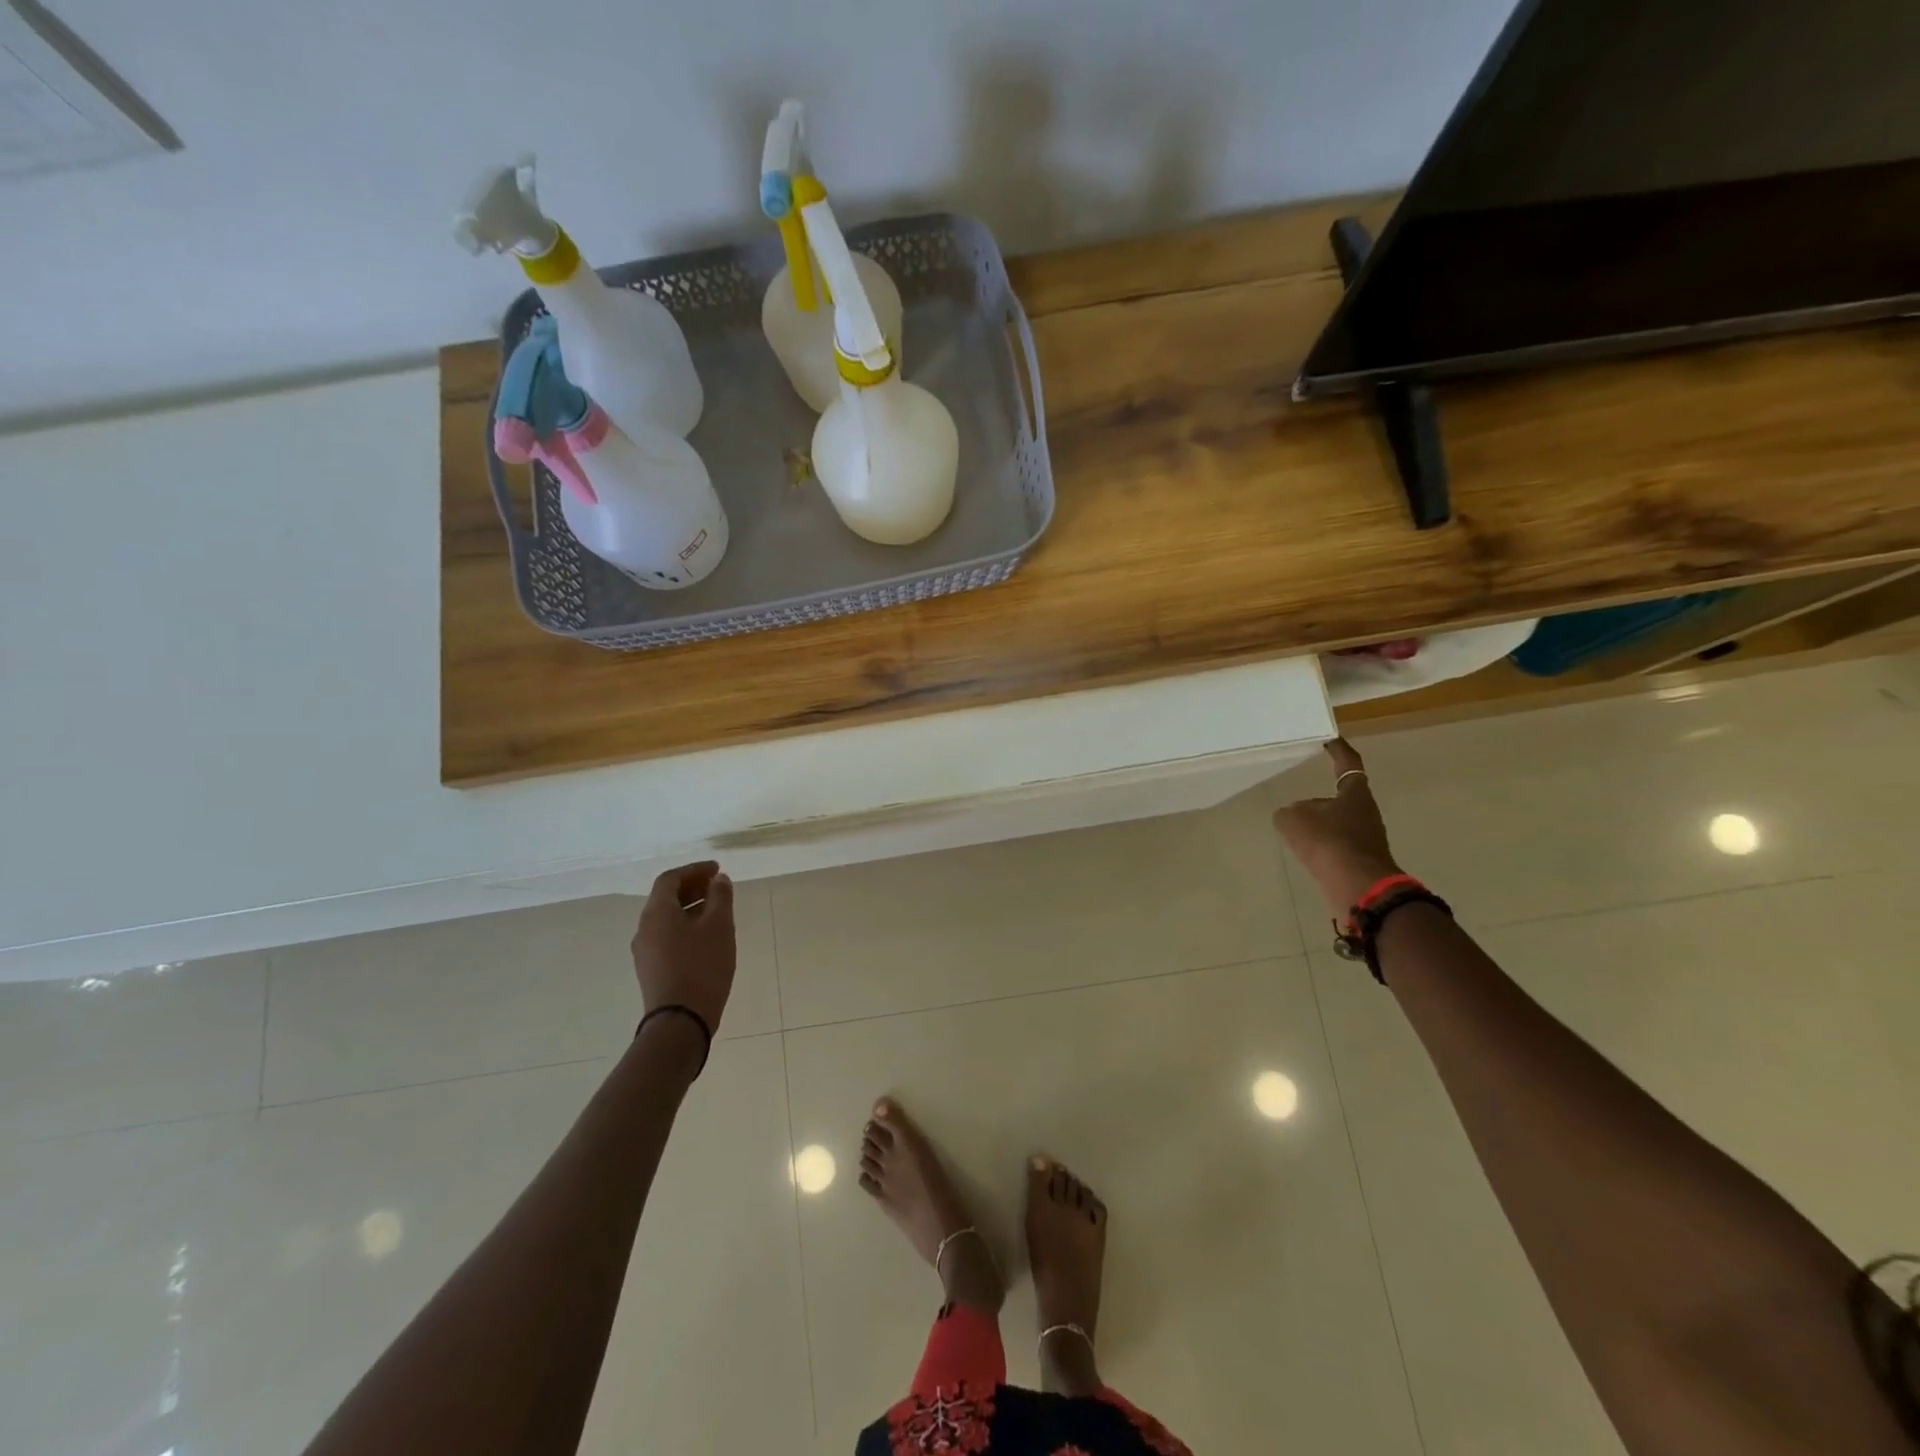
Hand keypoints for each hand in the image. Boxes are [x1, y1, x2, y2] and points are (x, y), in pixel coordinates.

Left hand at [631, 861, 735, 1033]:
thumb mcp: (720, 926)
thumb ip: (720, 897)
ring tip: (717, 910)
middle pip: (665, 898)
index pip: (670, 879)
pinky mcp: (651, 970)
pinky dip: (686, 926)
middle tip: (718, 886)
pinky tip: (706, 937)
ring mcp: (645, 951)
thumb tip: (718, 880)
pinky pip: (667, 936)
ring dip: (690, 907)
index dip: (694, 870)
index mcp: (657, 912)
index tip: (717, 869)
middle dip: (692, 887)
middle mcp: (644, 928)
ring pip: (667, 918)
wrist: (680, 1022)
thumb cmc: (702, 966)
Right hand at [1272, 739, 1403, 917]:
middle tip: (1297, 803)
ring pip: (1337, 825)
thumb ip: (1288, 813)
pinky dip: (1320, 848)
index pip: (1347, 764)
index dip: (1338, 751)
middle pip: (1341, 798)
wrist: (1358, 888)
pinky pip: (1335, 847)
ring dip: (1319, 827)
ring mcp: (1366, 839)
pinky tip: (1305, 854)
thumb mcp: (1293, 820)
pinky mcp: (1360, 862)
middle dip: (1320, 800)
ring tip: (1295, 832)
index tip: (1329, 740)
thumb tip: (1292, 816)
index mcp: (1355, 794)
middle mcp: (1365, 814)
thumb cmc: (1329, 843)